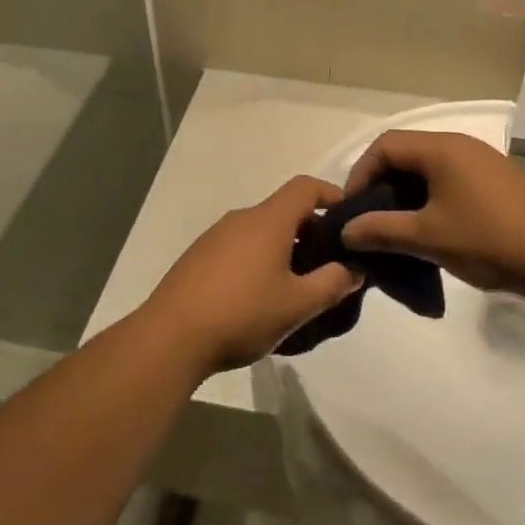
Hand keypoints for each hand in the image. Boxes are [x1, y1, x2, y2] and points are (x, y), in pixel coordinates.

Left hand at [141, 177, 363, 370]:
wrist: (170, 337)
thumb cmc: (242, 314)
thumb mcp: (298, 305)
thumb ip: (333, 283)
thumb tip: (355, 269)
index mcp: (268, 221)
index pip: (305, 187)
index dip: (331, 195)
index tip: (348, 221)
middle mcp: (241, 219)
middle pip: (284, 210)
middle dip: (311, 232)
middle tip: (328, 265)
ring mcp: (215, 237)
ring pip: (261, 231)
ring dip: (284, 249)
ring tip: (295, 286)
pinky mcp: (198, 257)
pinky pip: (239, 247)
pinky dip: (258, 260)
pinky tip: (259, 298)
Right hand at [339, 130, 524, 295]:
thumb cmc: (487, 240)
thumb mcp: (427, 237)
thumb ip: (381, 231)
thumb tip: (346, 231)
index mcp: (442, 148)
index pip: (385, 145)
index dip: (361, 173)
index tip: (353, 209)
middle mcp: (461, 145)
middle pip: (407, 153)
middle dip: (382, 183)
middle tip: (371, 219)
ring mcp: (483, 161)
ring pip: (430, 167)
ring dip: (407, 192)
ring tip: (398, 227)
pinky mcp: (498, 180)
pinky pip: (451, 178)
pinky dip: (431, 196)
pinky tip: (434, 228)